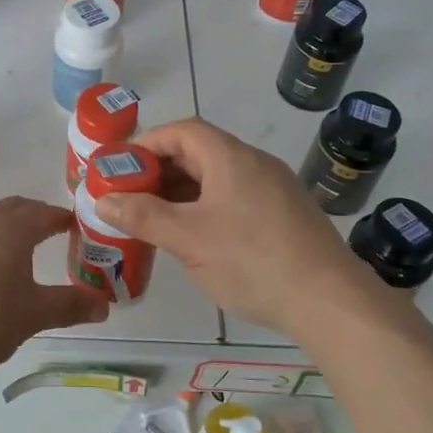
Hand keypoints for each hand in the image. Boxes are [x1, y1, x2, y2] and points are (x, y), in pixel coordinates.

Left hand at [0, 196, 107, 381]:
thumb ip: (69, 306)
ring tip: (11, 257)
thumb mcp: (30, 317)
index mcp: (8, 228)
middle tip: (48, 236)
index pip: (43, 213)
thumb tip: (104, 305)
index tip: (74, 228)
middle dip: (32, 219)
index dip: (61, 219)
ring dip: (1, 232)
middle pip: (12, 210)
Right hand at [93, 118, 375, 333]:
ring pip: (218, 177)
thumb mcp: (188, 239)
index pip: (182, 131)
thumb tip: (102, 200)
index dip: (147, 143)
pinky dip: (207, 206)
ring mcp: (275, 189)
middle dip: (161, 170)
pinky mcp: (286, 214)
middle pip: (200, 151)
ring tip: (155, 217)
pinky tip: (196, 236)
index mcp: (231, 157)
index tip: (121, 167)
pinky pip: (236, 196)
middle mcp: (255, 163)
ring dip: (183, 191)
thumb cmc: (252, 261)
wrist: (330, 301)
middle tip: (131, 195)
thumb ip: (143, 216)